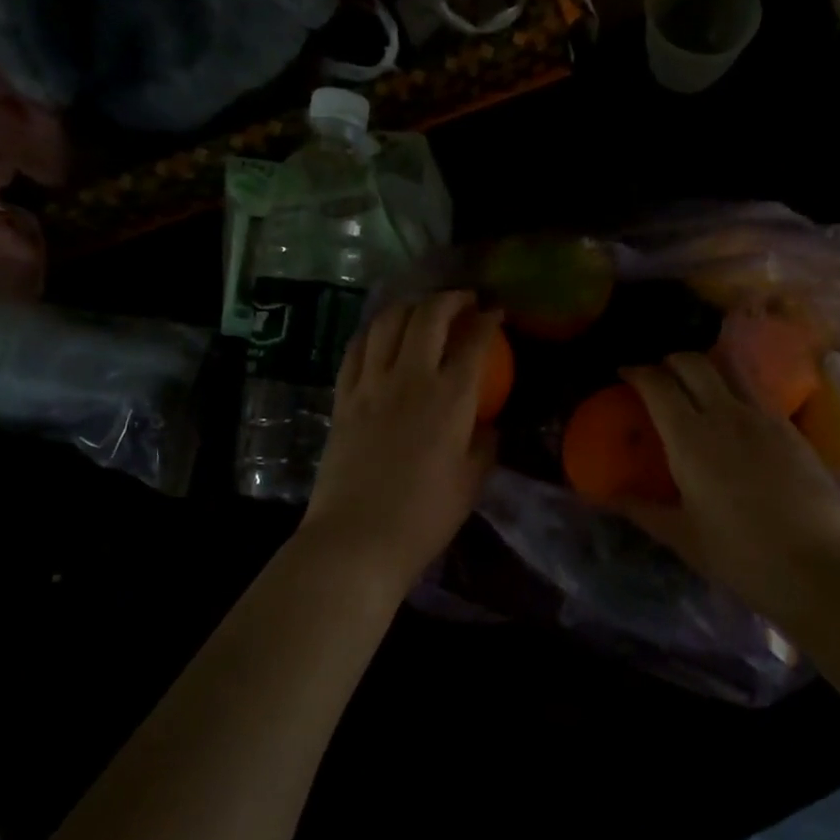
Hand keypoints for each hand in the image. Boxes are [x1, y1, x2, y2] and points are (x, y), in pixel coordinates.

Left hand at [298, 291, 498, 591]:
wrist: (357, 539)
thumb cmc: (425, 516)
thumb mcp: (471, 481)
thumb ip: (484, 444)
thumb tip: (487, 425)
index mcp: (449, 398)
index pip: (473, 342)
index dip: (488, 320)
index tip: (496, 312)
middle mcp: (409, 378)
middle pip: (428, 317)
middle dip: (450, 299)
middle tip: (464, 301)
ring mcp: (370, 386)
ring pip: (387, 324)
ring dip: (409, 306)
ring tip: (423, 309)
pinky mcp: (342, 399)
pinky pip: (355, 350)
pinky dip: (372, 332)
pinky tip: (381, 334)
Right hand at [617, 353, 839, 621]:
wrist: (818, 561)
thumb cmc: (741, 553)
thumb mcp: (683, 536)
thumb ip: (643, 510)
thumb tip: (608, 497)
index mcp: (689, 438)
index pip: (657, 384)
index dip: (637, 372)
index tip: (624, 373)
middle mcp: (724, 414)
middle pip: (693, 363)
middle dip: (670, 360)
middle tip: (658, 375)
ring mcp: (763, 416)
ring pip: (729, 368)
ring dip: (706, 366)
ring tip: (696, 384)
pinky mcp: (790, 427)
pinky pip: (756, 391)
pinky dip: (735, 388)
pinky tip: (734, 415)